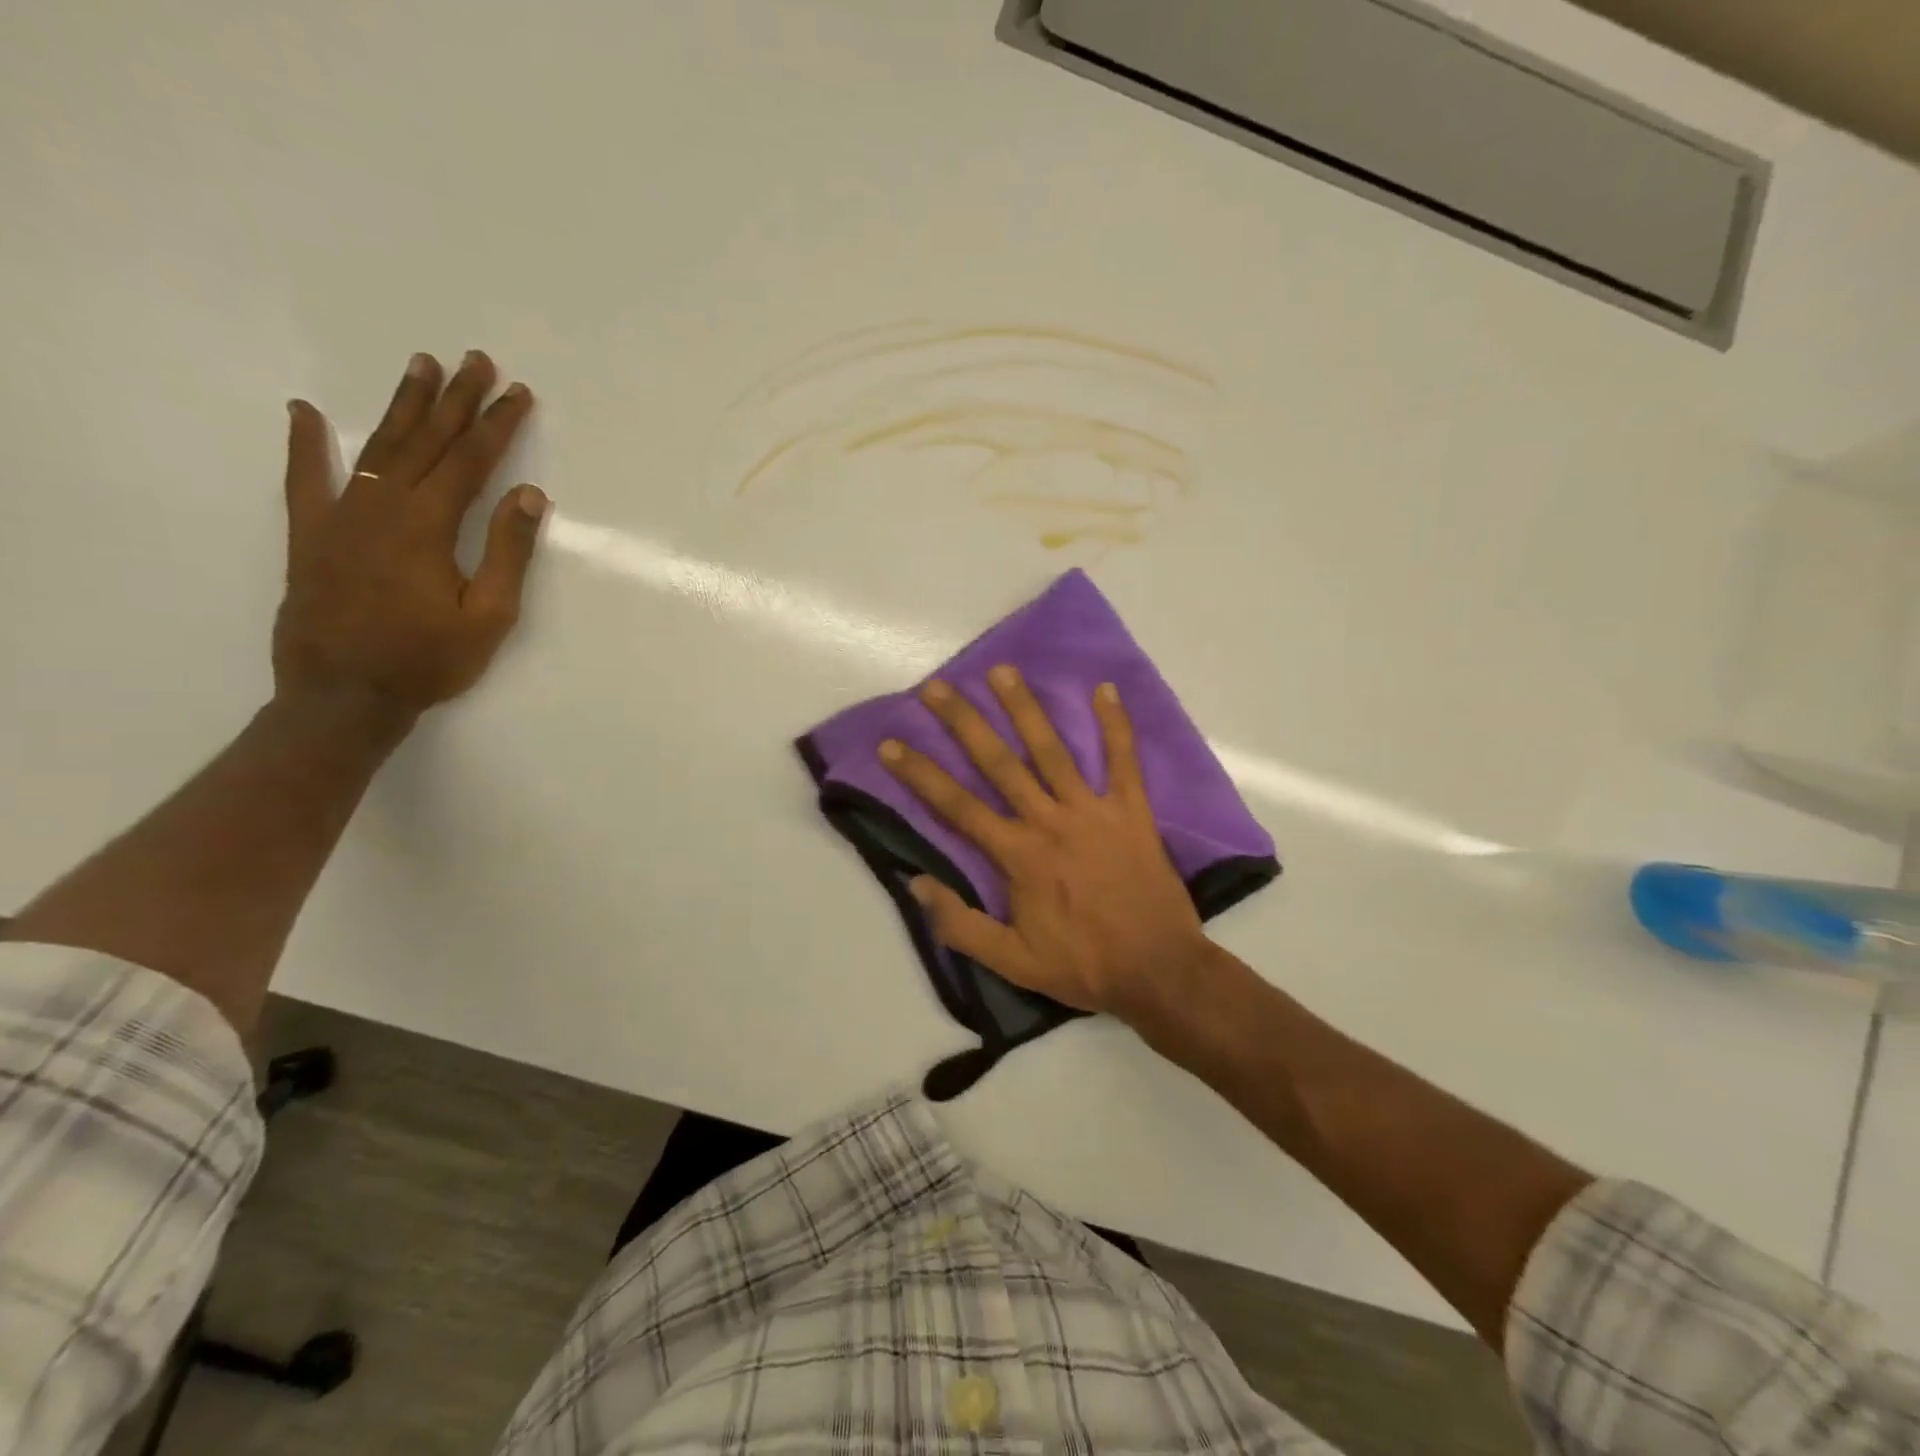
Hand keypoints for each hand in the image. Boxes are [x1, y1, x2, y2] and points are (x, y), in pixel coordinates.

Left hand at [273, 350, 547, 725]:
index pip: (471, 461)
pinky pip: (306, 479)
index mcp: (430, 525)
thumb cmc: (428, 660)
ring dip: (402, 406)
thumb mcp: (489, 616)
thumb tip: (528, 494)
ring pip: (377, 447)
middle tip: (475, 361)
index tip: (518, 394)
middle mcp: (382, 506)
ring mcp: (340, 516)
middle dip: (455, 400)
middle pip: (426, 441)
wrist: (343, 696)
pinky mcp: (310, 535)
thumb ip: (508, 552)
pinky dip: (306, 445)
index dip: (498, 425)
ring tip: (421, 366)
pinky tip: (307, 414)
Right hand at [878, 666, 1211, 1022]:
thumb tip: (916, 883)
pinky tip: (1105, 688)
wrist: (1159, 970)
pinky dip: (1116, 725)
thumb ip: (961, 925)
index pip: (957, 806)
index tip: (890, 745)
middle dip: (964, 723)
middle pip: (998, 763)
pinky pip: (1124, 760)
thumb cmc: (1083, 966)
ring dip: (1025, 709)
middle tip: (936, 687)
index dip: (920, 774)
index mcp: (1018, 855)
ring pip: (1053, 750)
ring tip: (1002, 671)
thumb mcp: (1013, 962)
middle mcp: (1050, 821)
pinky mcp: (1132, 811)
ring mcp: (1093, 811)